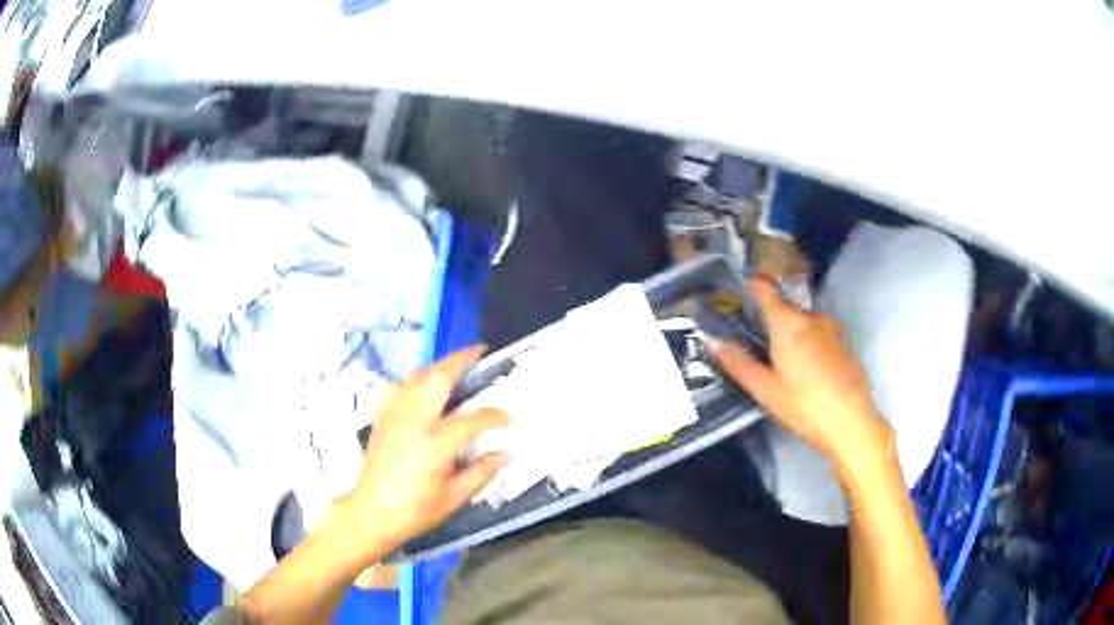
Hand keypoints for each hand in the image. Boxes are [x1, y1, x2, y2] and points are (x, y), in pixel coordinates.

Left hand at [338, 346, 509, 551]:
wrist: (371, 514)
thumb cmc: (415, 511)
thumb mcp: (454, 498)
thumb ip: (481, 472)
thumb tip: (505, 454)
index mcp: (434, 445)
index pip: (471, 420)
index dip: (494, 415)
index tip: (509, 416)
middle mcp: (413, 423)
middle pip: (436, 379)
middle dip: (459, 361)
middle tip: (479, 352)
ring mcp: (394, 417)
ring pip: (415, 378)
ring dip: (437, 366)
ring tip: (454, 365)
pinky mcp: (381, 419)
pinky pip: (398, 388)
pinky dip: (414, 379)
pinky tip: (422, 384)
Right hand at [709, 276, 894, 475]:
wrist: (852, 422)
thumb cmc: (805, 406)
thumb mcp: (765, 389)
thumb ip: (738, 363)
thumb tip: (711, 340)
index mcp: (789, 323)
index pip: (766, 289)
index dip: (752, 285)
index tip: (739, 290)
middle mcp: (812, 317)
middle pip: (785, 308)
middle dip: (771, 321)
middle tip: (758, 346)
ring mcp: (832, 328)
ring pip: (804, 322)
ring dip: (792, 334)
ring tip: (783, 364)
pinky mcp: (845, 342)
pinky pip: (819, 334)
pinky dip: (809, 343)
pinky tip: (807, 372)